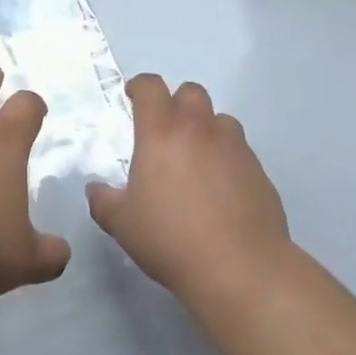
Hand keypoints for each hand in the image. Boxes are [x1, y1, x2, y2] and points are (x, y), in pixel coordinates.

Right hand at [87, 75, 291, 302]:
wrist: (239, 268)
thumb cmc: (171, 239)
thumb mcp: (122, 224)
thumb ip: (103, 201)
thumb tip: (96, 189)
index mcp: (161, 132)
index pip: (151, 87)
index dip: (140, 86)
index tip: (132, 96)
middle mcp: (199, 129)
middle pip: (191, 92)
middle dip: (177, 102)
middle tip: (166, 130)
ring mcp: (233, 146)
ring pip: (220, 119)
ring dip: (206, 129)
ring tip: (197, 159)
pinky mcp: (258, 170)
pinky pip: (239, 150)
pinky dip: (227, 157)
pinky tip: (221, 188)